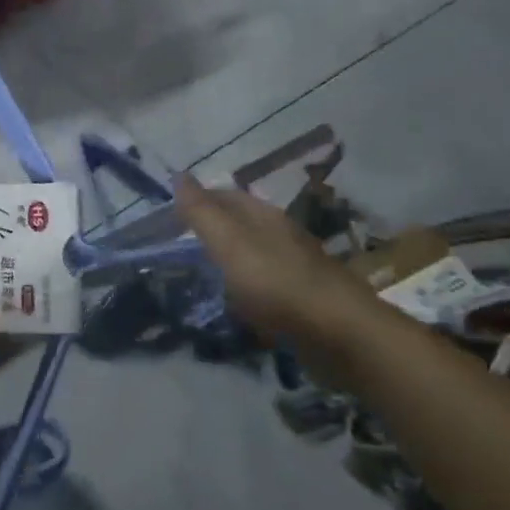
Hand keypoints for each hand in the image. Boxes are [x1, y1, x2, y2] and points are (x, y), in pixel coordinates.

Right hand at [174, 175, 376, 343]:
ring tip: (200, 275)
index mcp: (264, 216)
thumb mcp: (230, 243)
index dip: (198, 200)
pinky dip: (244, 290)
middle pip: (241, 224)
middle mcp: (281, 235)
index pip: (225, 196)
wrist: (340, 334)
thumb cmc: (278, 283)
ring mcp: (294, 268)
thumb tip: (178, 174)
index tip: (168, 216)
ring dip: (228, 261)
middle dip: (212, 229)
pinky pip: (264, 287)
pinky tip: (234, 304)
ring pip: (253, 255)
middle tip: (178, 246)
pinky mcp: (302, 301)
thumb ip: (203, 213)